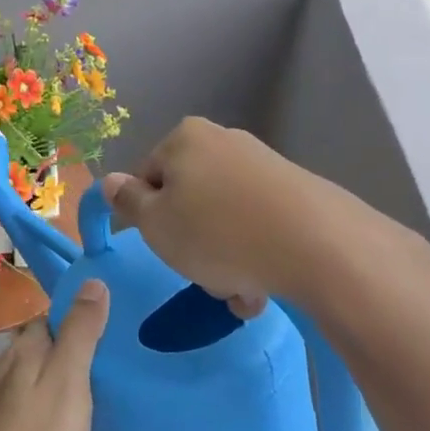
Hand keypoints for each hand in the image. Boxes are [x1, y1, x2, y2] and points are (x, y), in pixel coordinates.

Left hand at [0, 281, 109, 430]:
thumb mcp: (67, 385)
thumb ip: (80, 333)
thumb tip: (93, 280)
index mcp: (25, 347)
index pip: (55, 314)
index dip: (83, 316)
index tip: (115, 330)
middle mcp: (5, 362)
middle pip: (44, 342)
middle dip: (72, 347)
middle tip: (112, 367)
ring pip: (33, 371)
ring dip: (58, 375)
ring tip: (93, 395)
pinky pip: (24, 398)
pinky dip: (44, 401)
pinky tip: (58, 424)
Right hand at [99, 118, 312, 316]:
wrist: (319, 246)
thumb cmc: (217, 232)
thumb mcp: (155, 223)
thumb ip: (127, 201)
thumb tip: (110, 182)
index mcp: (185, 138)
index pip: (147, 176)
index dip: (148, 216)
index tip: (163, 246)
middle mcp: (225, 141)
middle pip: (189, 198)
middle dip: (191, 242)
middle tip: (200, 274)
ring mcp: (265, 165)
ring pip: (225, 218)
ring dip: (224, 258)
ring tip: (238, 292)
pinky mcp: (298, 192)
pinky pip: (260, 226)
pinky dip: (255, 254)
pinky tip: (264, 286)